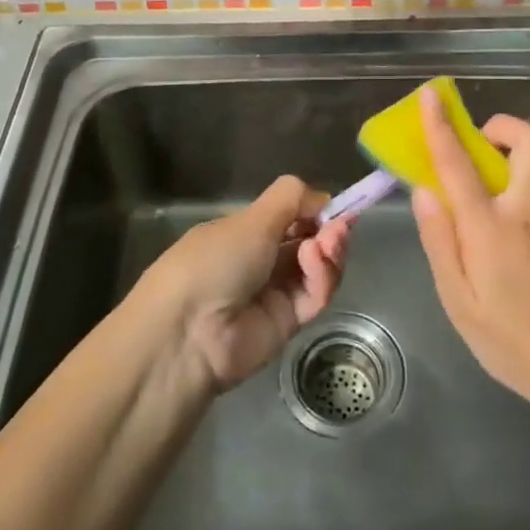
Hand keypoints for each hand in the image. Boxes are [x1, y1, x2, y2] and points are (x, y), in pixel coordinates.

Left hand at [146, 176, 351, 391]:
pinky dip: (321, 276)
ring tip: (329, 241)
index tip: (337, 206)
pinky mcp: (289, 323)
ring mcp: (275, 293)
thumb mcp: (251, 219)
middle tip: (340, 225)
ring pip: (317, 269)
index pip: (290, 218)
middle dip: (328, 230)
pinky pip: (315, 296)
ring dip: (328, 250)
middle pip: (308, 242)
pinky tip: (315, 258)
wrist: (189, 332)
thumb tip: (322, 198)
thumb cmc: (213, 261)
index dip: (314, 211)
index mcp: (244, 233)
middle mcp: (260, 261)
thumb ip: (290, 199)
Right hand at [410, 86, 529, 416]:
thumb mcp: (458, 301)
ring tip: (494, 176)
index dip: (441, 127)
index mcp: (492, 228)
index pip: (460, 164)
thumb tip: (424, 192)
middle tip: (481, 141)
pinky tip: (517, 213)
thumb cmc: (510, 341)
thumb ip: (440, 241)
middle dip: (504, 126)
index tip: (431, 97)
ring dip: (519, 150)